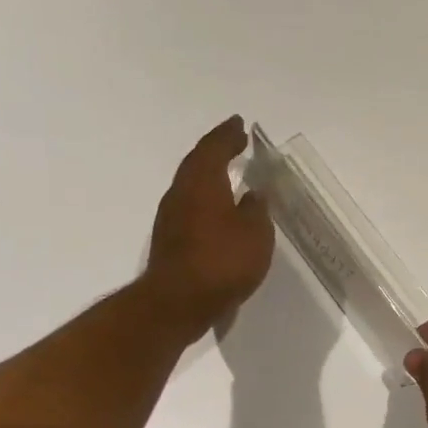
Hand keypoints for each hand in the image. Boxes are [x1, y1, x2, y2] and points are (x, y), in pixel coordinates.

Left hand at [145, 117, 274, 338]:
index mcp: (202, 183)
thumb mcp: (255, 233)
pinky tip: (219, 209)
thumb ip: (256, 209)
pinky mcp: (170, 240)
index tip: (240, 124)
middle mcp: (181, 193)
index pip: (214, 148)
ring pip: (191, 185)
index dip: (228, 135)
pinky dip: (205, 198)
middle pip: (197, 162)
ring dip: (209, 174)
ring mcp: (171, 217)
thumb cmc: (222, 262)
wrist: (177, 303)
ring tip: (229, 173)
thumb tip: (254, 194)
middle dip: (216, 150)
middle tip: (234, 142)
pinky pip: (190, 206)